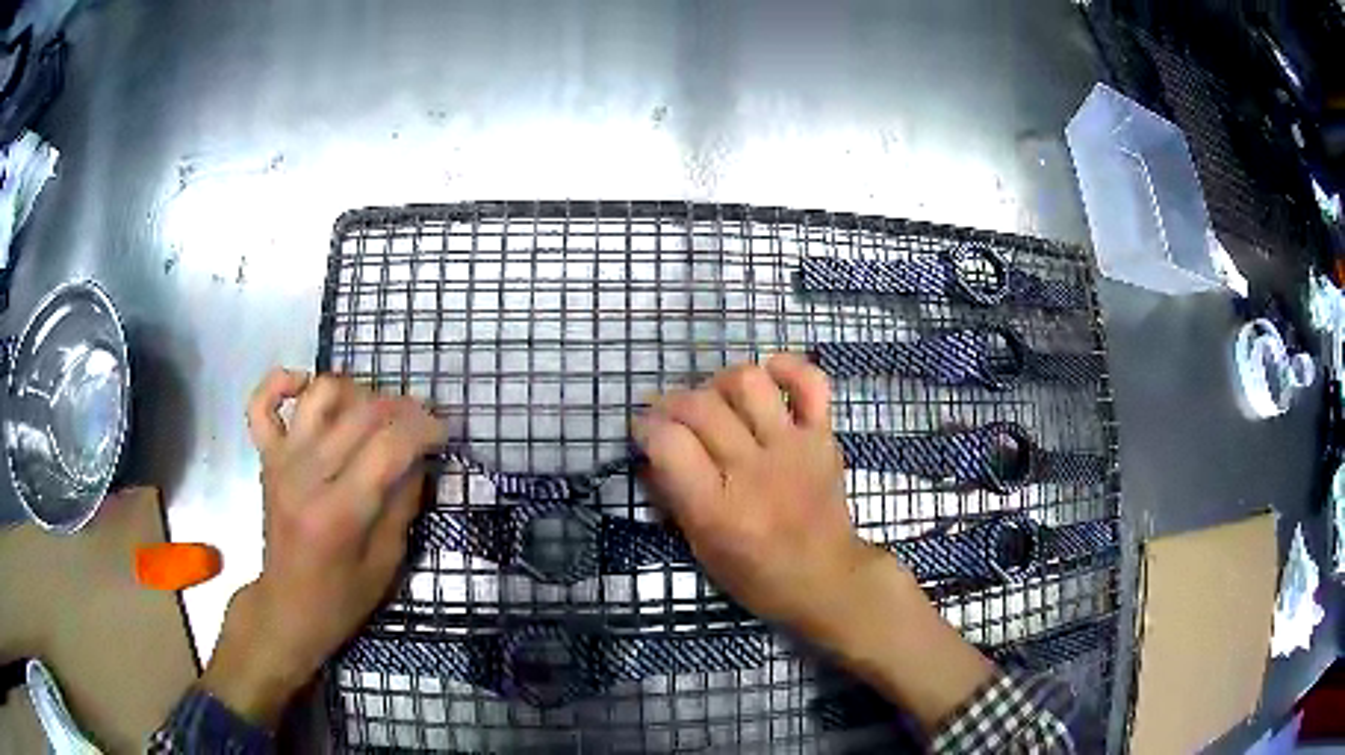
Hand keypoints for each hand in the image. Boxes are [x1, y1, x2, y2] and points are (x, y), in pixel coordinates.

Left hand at [200, 370, 444, 726]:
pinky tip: (306, 386)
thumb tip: (420, 457)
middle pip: (361, 413)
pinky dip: (283, 382)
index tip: (444, 433)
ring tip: (377, 411)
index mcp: (339, 513)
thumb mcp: (387, 564)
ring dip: (358, 391)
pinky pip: (262, 403)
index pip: (388, 447)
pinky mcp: (266, 457)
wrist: (287, 607)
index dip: (424, 429)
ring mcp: (281, 461)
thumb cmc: (341, 598)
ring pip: (321, 395)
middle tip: (423, 422)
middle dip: (403, 407)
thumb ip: (403, 504)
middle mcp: (306, 476)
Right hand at [635, 355, 995, 729]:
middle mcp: (753, 470)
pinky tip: (768, 375)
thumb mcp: (700, 549)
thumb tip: (651, 452)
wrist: (826, 578)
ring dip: (720, 382)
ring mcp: (793, 448)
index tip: (643, 431)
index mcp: (717, 509)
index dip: (646, 428)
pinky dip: (788, 368)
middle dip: (672, 402)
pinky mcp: (822, 437)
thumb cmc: (756, 575)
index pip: (669, 443)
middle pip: (701, 406)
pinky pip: (811, 383)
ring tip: (715, 399)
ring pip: (748, 383)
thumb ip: (672, 497)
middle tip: (670, 416)